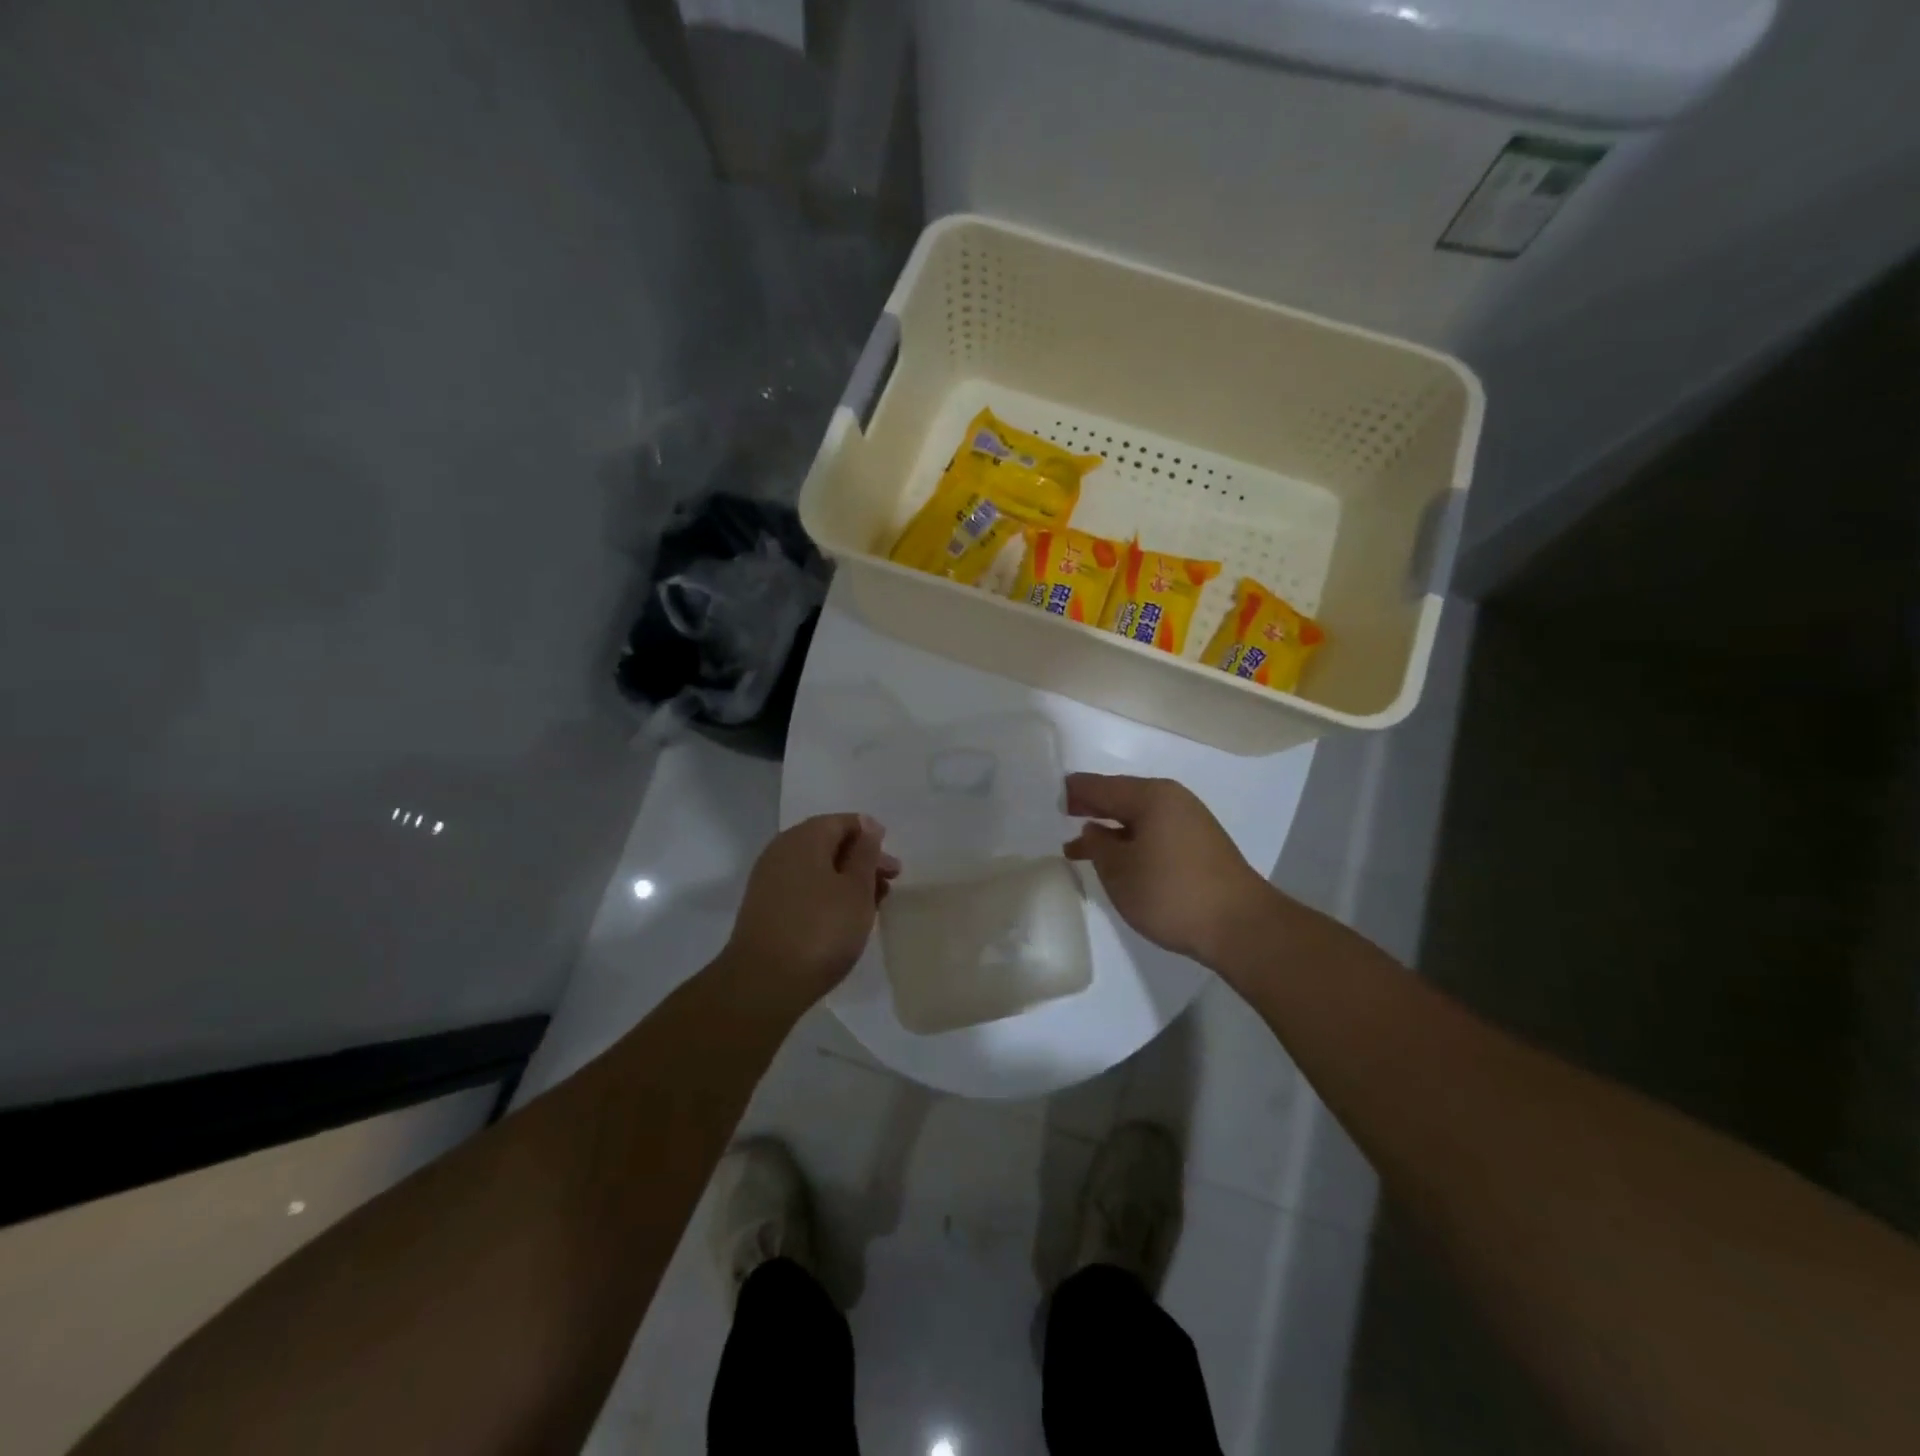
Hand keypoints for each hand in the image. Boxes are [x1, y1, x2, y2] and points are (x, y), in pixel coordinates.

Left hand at [722, 814, 899, 1011]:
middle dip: (861, 861)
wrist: (763, 983)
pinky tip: (842, 918)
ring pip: (816, 868)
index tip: (891, 867)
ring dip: (845, 880)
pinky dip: (826, 895)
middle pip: (829, 844)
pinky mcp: (764, 907)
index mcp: (805, 837)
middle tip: (888, 885)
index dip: (872, 838)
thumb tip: (868, 826)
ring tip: (871, 905)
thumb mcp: (857, 889)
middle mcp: (782, 850)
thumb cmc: (821, 930)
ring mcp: (769, 879)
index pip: (844, 822)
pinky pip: (802, 888)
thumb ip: (865, 854)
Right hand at [1064, 774, 1268, 963]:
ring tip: (1082, 846)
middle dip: (1092, 808)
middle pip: (1122, 796)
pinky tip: (1119, 858)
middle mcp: (1173, 799)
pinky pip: (1155, 831)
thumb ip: (1098, 845)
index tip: (1051, 800)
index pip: (1100, 786)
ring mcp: (1190, 821)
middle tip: (1063, 816)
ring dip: (1111, 828)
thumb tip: (1092, 830)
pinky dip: (1132, 839)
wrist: (1241, 927)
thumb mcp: (1120, 871)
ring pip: (1139, 816)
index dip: (1074, 792)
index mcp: (1151, 796)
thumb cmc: (1171, 893)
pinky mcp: (1200, 845)